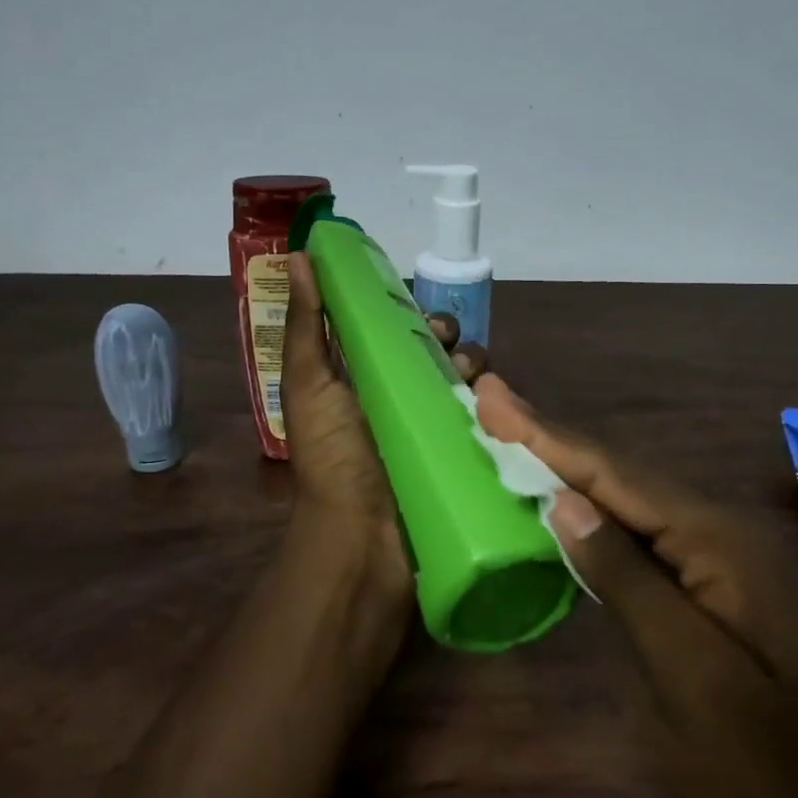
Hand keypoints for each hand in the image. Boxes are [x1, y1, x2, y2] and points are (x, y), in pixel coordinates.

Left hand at [280, 254, 485, 622]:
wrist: (363, 542)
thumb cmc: (333, 459)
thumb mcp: (309, 385)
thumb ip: (306, 323)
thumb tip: (299, 255)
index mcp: (361, 382)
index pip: (391, 334)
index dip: (408, 315)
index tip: (421, 314)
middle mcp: (400, 402)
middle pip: (436, 355)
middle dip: (449, 341)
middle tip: (450, 348)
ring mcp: (434, 432)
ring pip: (467, 384)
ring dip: (476, 372)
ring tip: (473, 382)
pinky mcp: (464, 458)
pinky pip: (488, 421)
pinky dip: (496, 408)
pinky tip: (499, 406)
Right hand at [473, 374, 797, 797]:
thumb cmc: (768, 772)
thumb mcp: (688, 678)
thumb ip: (628, 581)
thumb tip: (566, 502)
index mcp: (720, 543)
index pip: (616, 475)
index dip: (546, 436)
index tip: (492, 398)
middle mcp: (727, 533)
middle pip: (624, 475)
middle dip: (554, 439)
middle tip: (494, 405)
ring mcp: (729, 561)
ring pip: (636, 502)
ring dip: (573, 469)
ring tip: (517, 437)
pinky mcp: (720, 590)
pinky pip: (649, 536)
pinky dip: (600, 513)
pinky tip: (572, 504)